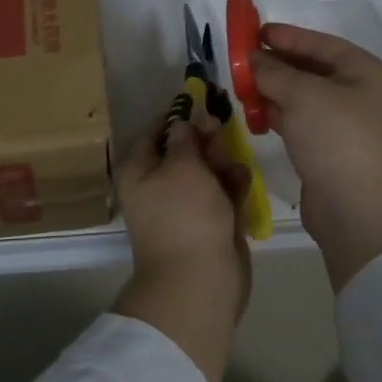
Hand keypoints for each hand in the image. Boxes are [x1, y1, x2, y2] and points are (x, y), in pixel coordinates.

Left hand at [113, 113, 251, 381]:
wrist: (199, 280)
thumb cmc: (184, 214)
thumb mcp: (183, 166)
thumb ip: (186, 139)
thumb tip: (183, 121)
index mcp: (139, 171)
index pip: (155, 132)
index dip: (178, 116)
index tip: (202, 101)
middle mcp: (157, 186)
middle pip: (183, 152)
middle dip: (204, 140)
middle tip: (222, 129)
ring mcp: (184, 207)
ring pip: (205, 173)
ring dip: (222, 163)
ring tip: (233, 163)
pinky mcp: (208, 224)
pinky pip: (220, 196)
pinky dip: (231, 186)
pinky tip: (242, 180)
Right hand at [252, 24, 381, 290]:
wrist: (357, 211)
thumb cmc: (337, 139)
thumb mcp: (302, 95)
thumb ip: (273, 71)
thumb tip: (252, 58)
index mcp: (364, 72)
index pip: (320, 43)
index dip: (287, 36)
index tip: (253, 31)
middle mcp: (358, 94)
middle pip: (310, 69)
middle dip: (275, 64)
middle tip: (240, 60)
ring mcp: (344, 124)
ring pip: (301, 96)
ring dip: (271, 90)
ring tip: (239, 86)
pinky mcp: (328, 149)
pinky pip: (298, 121)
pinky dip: (276, 114)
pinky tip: (253, 114)